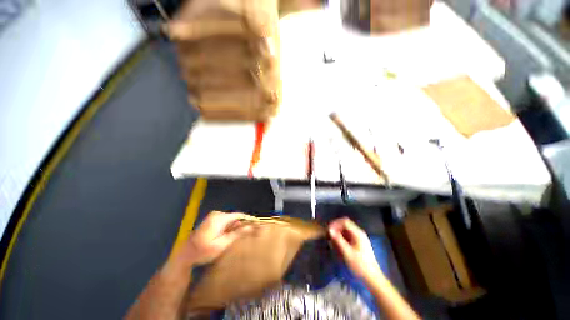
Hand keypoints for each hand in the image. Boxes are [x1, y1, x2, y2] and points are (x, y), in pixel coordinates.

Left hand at [182, 211, 251, 264]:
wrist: (185, 255)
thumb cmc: (203, 251)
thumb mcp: (222, 244)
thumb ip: (237, 234)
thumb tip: (250, 227)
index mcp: (220, 218)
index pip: (239, 215)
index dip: (249, 219)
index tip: (257, 223)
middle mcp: (217, 215)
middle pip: (235, 217)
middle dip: (243, 224)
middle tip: (252, 231)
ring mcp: (214, 217)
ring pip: (231, 220)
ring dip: (237, 227)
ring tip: (245, 234)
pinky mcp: (212, 221)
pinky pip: (225, 222)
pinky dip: (230, 228)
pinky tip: (234, 235)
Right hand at [329, 218, 381, 280]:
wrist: (372, 278)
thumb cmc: (360, 265)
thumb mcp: (347, 253)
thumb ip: (338, 240)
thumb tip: (330, 229)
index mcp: (358, 233)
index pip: (345, 221)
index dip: (335, 224)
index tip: (328, 230)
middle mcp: (359, 233)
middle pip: (345, 225)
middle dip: (336, 228)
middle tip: (329, 235)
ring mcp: (359, 238)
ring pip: (346, 230)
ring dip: (338, 233)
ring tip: (332, 241)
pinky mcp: (358, 243)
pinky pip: (348, 236)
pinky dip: (342, 238)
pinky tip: (338, 245)